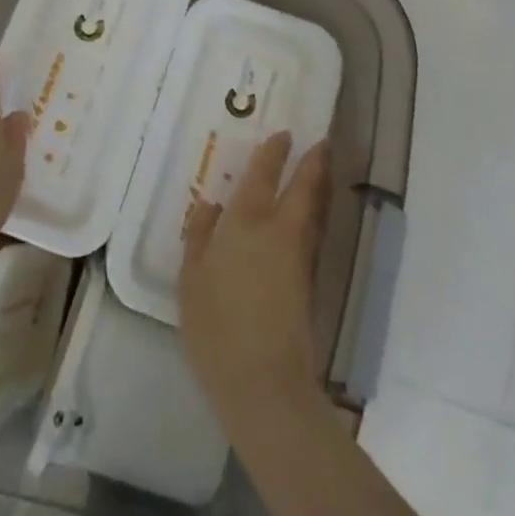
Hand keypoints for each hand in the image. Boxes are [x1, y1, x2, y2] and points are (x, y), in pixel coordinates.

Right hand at [178, 132, 329, 427]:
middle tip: (323, 142)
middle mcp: (278, 232)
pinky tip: (307, 218)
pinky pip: (312, 235)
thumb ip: (200, 237)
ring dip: (319, 187)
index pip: (263, 177)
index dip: (275, 153)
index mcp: (246, 224)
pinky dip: (313, 216)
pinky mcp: (307, 284)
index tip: (285, 134)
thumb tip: (210, 204)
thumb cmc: (216, 326)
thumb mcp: (191, 280)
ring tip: (321, 170)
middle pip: (303, 190)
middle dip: (314, 164)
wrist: (264, 382)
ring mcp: (298, 259)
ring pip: (313, 212)